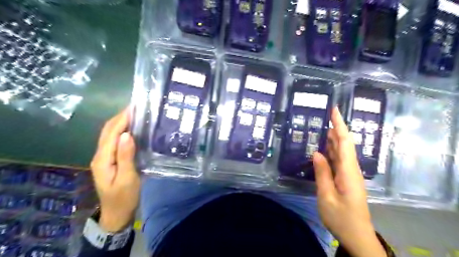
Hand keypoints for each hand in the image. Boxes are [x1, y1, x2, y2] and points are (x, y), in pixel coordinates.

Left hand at [89, 108, 139, 232]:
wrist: (117, 213)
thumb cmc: (124, 197)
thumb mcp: (127, 178)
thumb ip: (125, 156)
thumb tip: (126, 134)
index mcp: (103, 159)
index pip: (111, 133)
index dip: (122, 119)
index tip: (134, 107)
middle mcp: (100, 155)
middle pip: (108, 131)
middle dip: (120, 117)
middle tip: (137, 108)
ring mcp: (104, 158)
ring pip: (110, 135)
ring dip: (121, 122)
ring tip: (136, 114)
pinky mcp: (110, 160)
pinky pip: (115, 141)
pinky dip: (122, 131)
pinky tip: (133, 130)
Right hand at [314, 108, 383, 256]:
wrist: (356, 235)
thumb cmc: (341, 217)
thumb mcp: (326, 196)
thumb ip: (322, 173)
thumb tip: (317, 153)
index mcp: (348, 171)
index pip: (344, 142)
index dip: (339, 125)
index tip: (334, 110)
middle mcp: (351, 169)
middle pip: (344, 144)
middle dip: (336, 129)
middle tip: (323, 117)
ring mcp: (349, 174)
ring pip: (341, 152)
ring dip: (333, 139)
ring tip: (321, 129)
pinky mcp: (346, 179)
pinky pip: (338, 161)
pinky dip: (331, 152)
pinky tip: (323, 149)